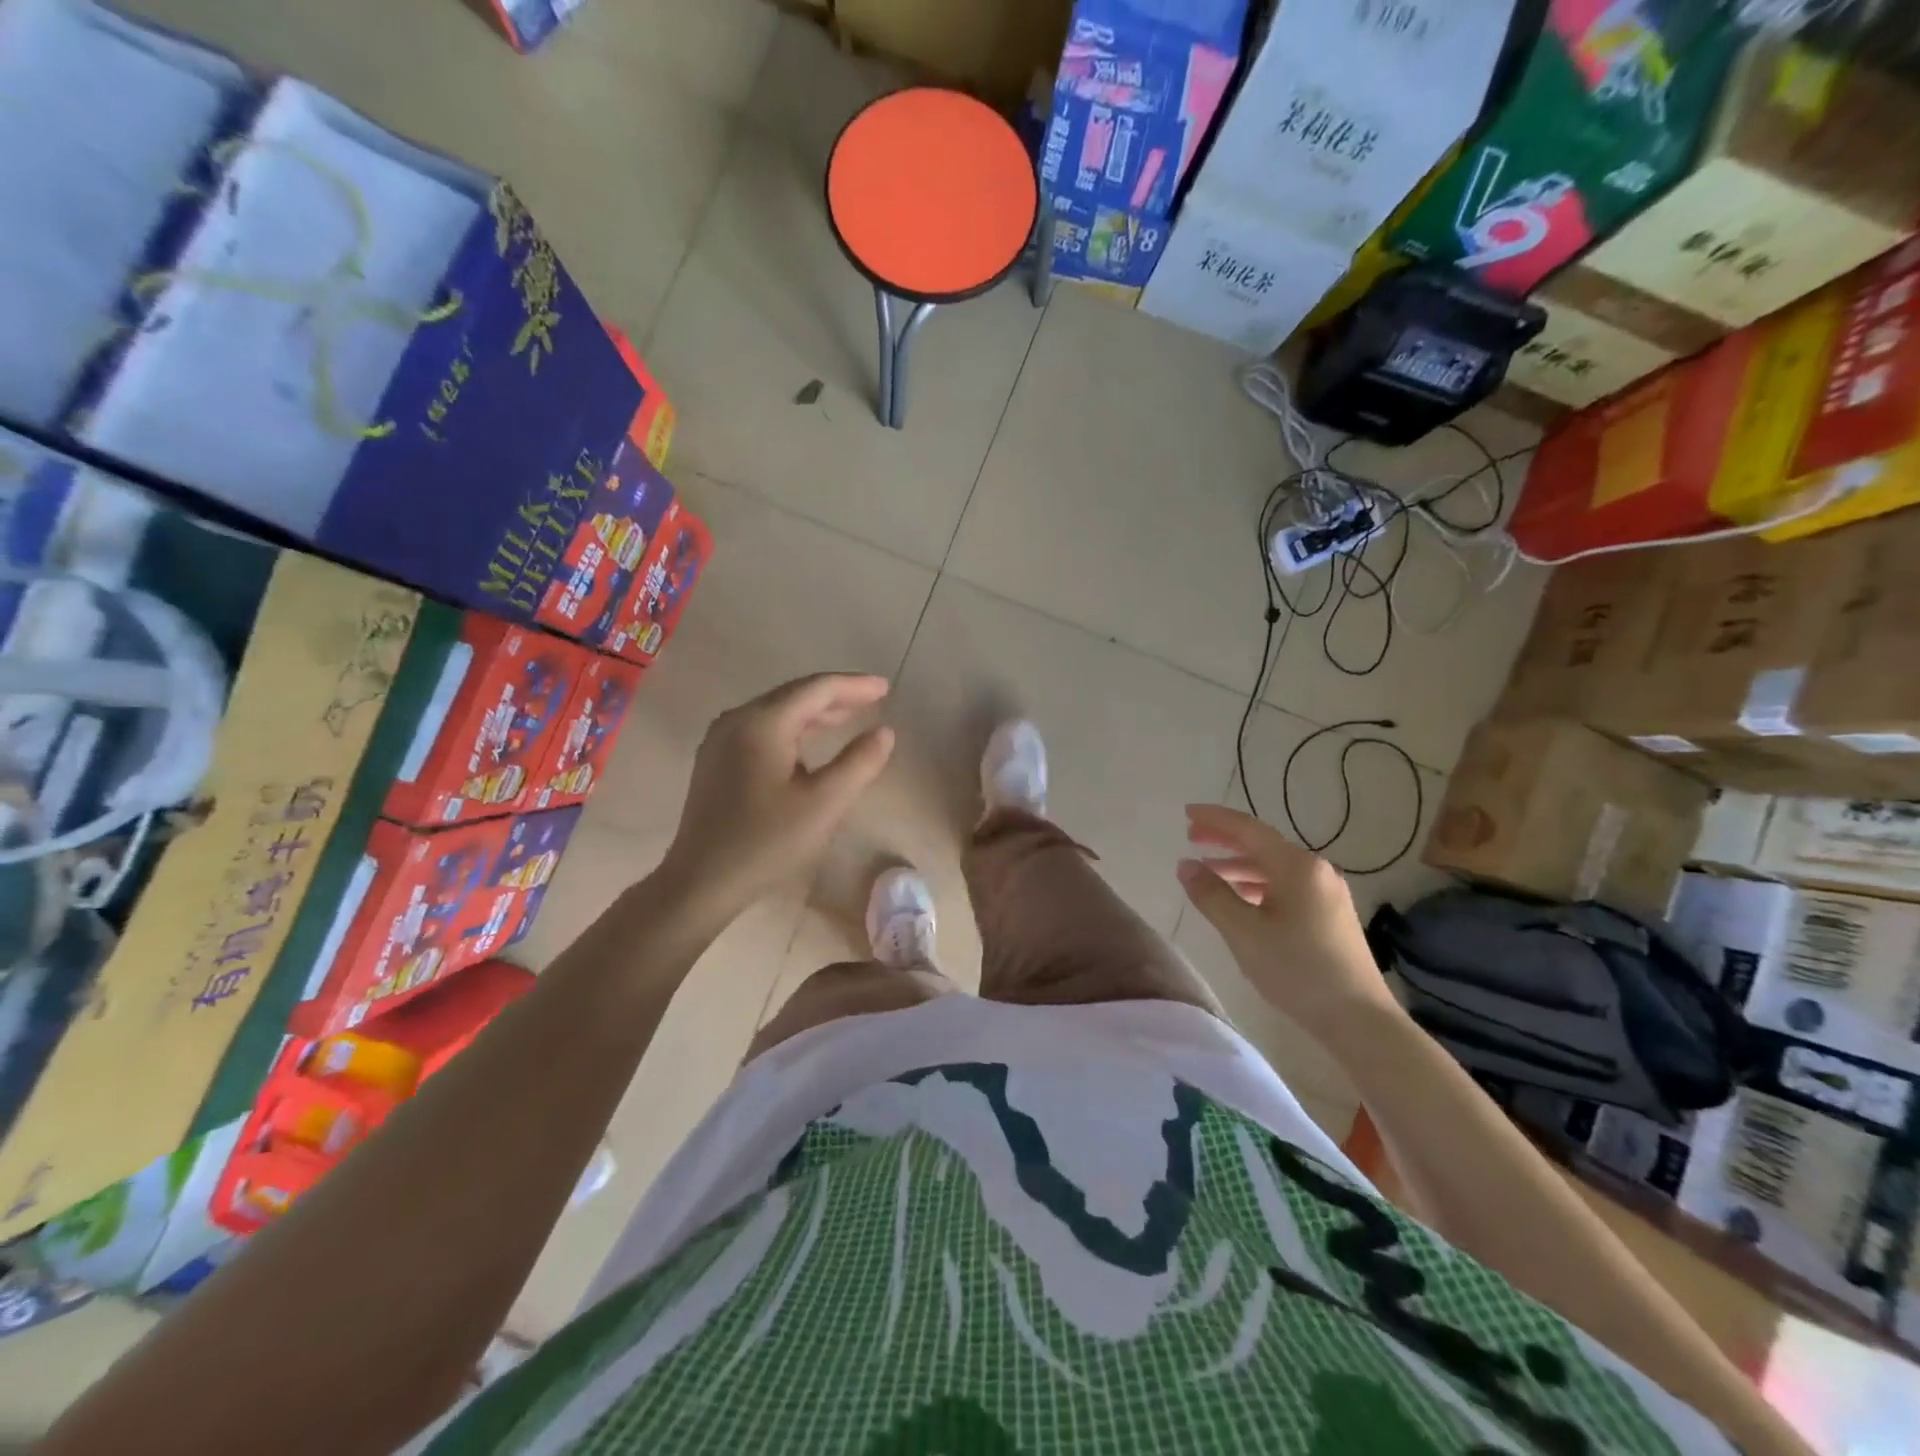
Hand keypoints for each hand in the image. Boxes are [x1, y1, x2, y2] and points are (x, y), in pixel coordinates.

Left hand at [659, 674, 894, 916]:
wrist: (701, 882)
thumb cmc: (767, 842)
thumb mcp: (824, 804)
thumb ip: (859, 763)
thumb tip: (884, 732)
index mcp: (762, 723)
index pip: (816, 689)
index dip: (854, 686)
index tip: (886, 687)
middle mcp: (737, 720)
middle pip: (794, 694)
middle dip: (836, 695)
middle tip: (873, 698)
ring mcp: (721, 739)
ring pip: (777, 711)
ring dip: (815, 712)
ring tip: (850, 716)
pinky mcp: (716, 760)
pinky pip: (762, 729)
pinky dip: (794, 728)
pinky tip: (810, 742)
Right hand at [1178, 804, 1402, 1039]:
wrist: (1359, 1019)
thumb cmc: (1297, 970)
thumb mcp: (1243, 932)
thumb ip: (1211, 895)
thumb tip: (1186, 865)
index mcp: (1296, 867)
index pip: (1248, 830)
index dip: (1215, 819)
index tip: (1186, 812)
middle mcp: (1315, 871)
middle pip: (1262, 845)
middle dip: (1225, 839)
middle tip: (1191, 835)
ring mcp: (1327, 893)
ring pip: (1274, 868)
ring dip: (1239, 865)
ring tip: (1208, 870)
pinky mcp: (1330, 915)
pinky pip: (1286, 886)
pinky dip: (1257, 885)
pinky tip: (1241, 899)